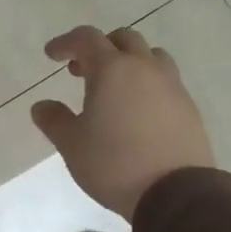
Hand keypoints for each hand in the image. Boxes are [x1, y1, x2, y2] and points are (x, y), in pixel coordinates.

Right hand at [31, 26, 213, 217]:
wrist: (175, 193)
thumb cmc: (113, 163)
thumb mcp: (71, 144)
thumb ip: (54, 120)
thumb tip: (42, 105)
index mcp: (113, 70)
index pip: (87, 39)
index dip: (66, 42)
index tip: (52, 55)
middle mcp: (145, 69)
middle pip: (123, 39)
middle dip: (99, 48)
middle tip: (81, 70)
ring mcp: (172, 86)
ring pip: (150, 56)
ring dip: (128, 62)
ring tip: (113, 87)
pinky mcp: (188, 107)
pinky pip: (165, 81)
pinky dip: (146, 83)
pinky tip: (136, 110)